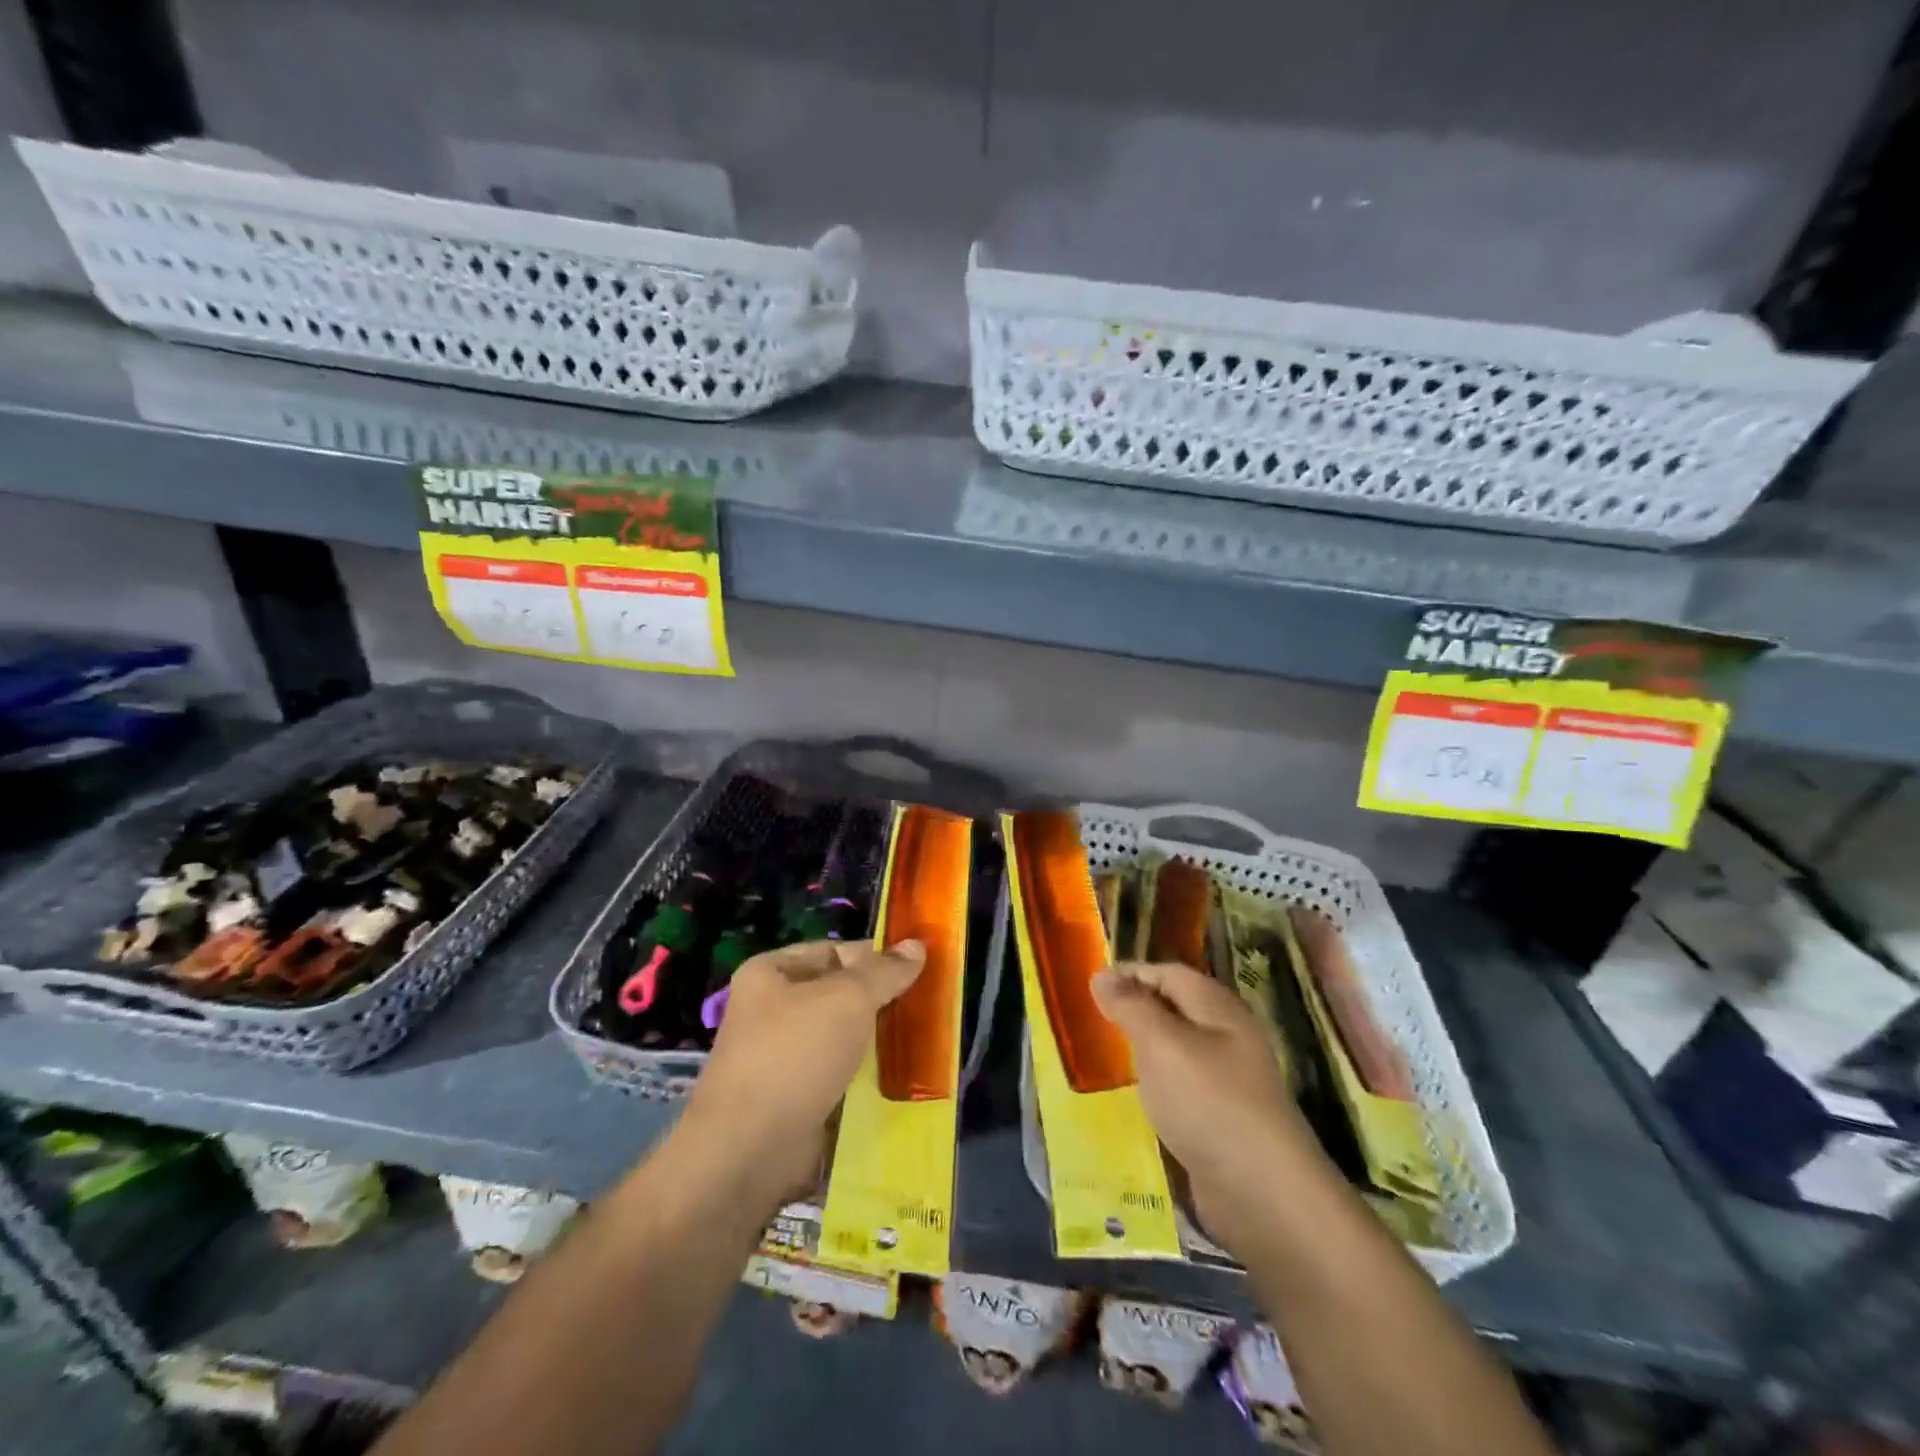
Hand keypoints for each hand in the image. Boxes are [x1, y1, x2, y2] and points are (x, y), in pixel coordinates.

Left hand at [683, 938, 924, 1200]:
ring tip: (923, 1041)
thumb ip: (884, 971)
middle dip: (880, 1000)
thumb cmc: (794, 1055)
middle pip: (839, 994)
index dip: (873, 956)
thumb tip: (917, 945)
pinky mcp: (796, 1098)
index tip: (916, 970)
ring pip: (843, 1037)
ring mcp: (783, 1057)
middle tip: (926, 1006)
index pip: (832, 951)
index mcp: (769, 973)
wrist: (750, 1150)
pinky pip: (840, 1075)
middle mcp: (772, 1010)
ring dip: (878, 1040)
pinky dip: (867, 1076)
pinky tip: (903, 1078)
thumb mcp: (847, 999)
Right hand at [1091, 960, 1325, 1254]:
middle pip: (1174, 1008)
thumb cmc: (1208, 1102)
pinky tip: (1133, 1099)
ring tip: (1103, 1056)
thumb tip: (1101, 974)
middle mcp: (1226, 1036)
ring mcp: (1227, 1080)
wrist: (1263, 1195)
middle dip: (1134, 1010)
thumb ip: (1131, 1006)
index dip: (1131, 973)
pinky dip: (1155, 1086)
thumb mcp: (1161, 1044)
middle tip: (1090, 1020)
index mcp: (1217, 1008)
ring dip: (1142, 1050)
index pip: (1168, 973)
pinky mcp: (1221, 1119)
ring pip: (1176, 1049)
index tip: (1090, 986)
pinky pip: (1181, 1087)